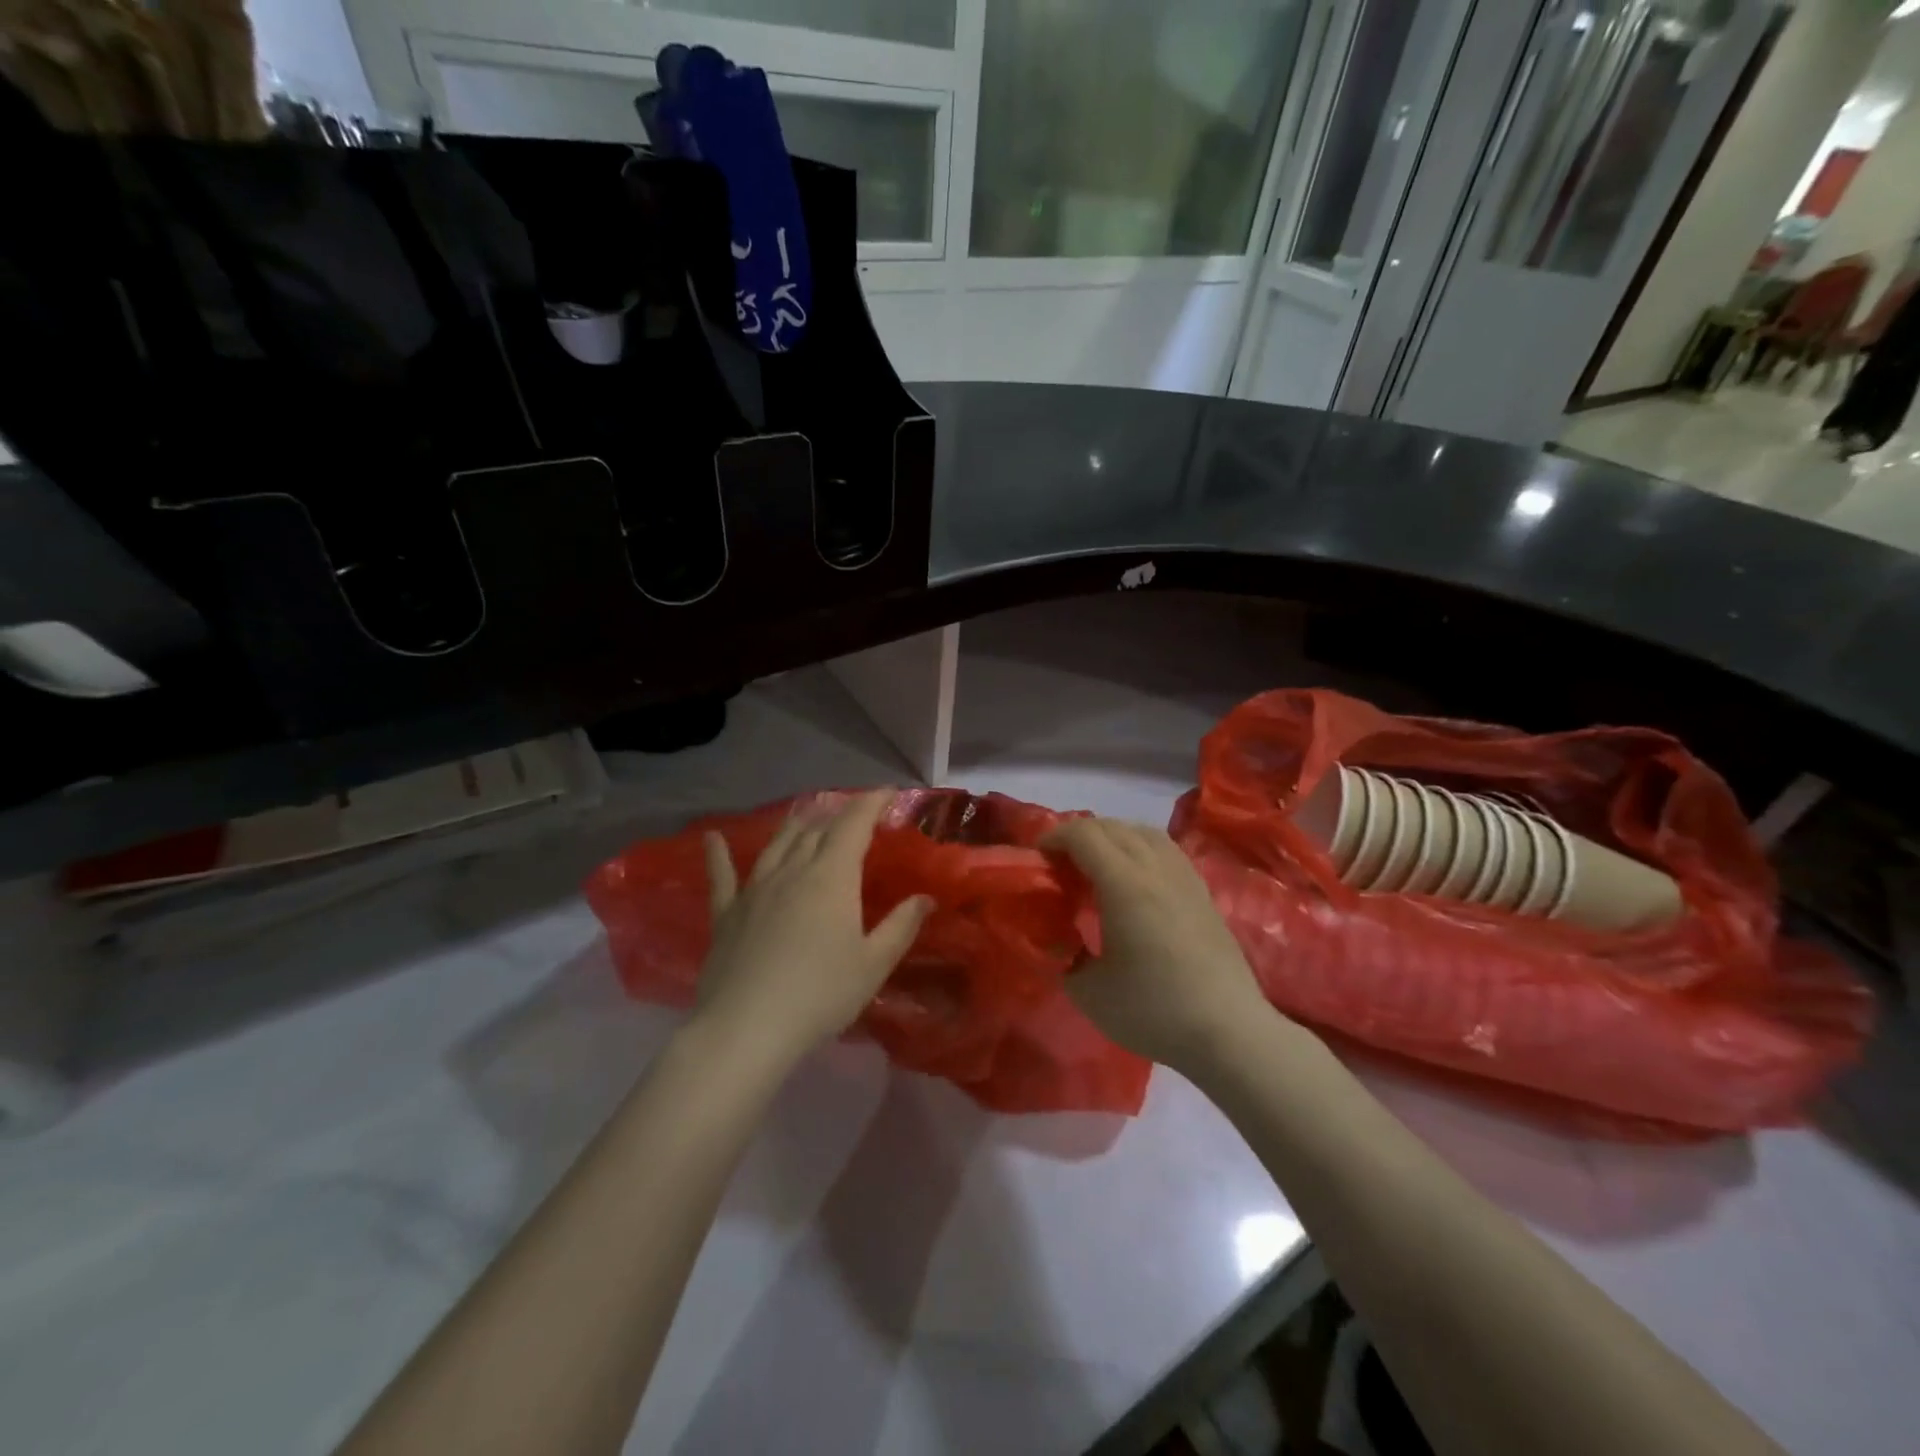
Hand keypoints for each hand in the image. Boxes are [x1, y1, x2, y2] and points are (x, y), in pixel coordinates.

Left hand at [695, 790, 932, 1068]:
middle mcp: (792, 870)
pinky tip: (712, 838)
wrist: (747, 1027)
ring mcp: (754, 889)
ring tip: (807, 815)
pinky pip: (722, 876)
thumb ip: (901, 926)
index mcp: (831, 877)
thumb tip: (925, 898)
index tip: (887, 792)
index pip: (853, 825)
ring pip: (777, 844)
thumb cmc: (821, 994)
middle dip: (838, 816)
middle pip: (816, 830)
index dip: (871, 803)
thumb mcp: (873, 964)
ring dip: (795, 826)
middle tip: (854, 814)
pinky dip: (717, 854)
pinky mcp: (726, 913)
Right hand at [1045, 818, 1278, 1073]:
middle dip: (1080, 835)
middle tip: (1061, 863)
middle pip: (1113, 827)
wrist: (1228, 1031)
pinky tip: (1136, 878)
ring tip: (1098, 863)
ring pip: (1144, 832)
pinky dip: (1141, 848)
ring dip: (1114, 836)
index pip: (1084, 835)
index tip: (1038, 857)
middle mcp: (1155, 869)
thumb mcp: (1089, 993)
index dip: (1055, 837)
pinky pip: (1166, 850)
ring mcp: (1184, 877)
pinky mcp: (1203, 892)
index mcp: (1124, 884)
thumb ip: (1064, 958)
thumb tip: (1057, 942)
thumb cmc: (1154, 1010)